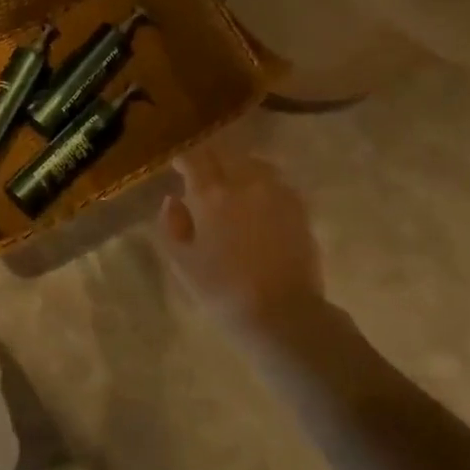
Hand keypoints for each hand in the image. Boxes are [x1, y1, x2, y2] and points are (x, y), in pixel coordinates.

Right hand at [159, 141, 325, 329]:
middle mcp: (243, 183)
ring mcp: (274, 192)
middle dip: (211, 159)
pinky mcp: (298, 207)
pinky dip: (263, 182)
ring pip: (253, 163)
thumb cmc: (223, 292)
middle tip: (204, 172)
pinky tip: (260, 197)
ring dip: (239, 166)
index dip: (185, 160)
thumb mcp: (182, 263)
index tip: (180, 167)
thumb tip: (172, 200)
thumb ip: (172, 226)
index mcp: (210, 195)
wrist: (283, 314)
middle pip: (225, 155)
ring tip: (234, 180)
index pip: (194, 160)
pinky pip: (276, 181)